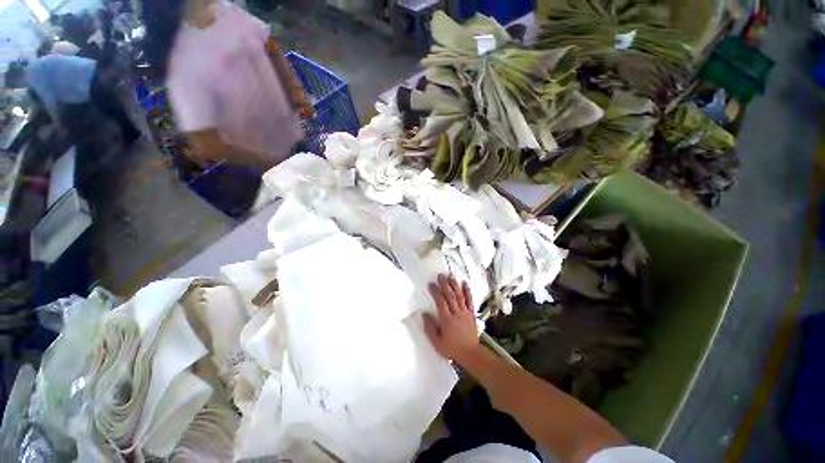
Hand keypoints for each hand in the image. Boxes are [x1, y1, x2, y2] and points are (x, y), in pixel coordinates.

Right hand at [423, 274, 480, 363]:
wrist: (471, 354)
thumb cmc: (452, 349)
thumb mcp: (437, 342)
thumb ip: (430, 328)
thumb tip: (424, 314)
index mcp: (447, 320)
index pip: (440, 302)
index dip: (436, 292)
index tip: (431, 284)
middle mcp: (456, 313)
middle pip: (450, 296)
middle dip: (445, 284)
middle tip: (441, 275)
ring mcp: (465, 312)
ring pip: (459, 296)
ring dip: (455, 285)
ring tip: (451, 276)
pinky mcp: (471, 314)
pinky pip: (470, 301)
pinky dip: (468, 291)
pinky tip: (465, 283)